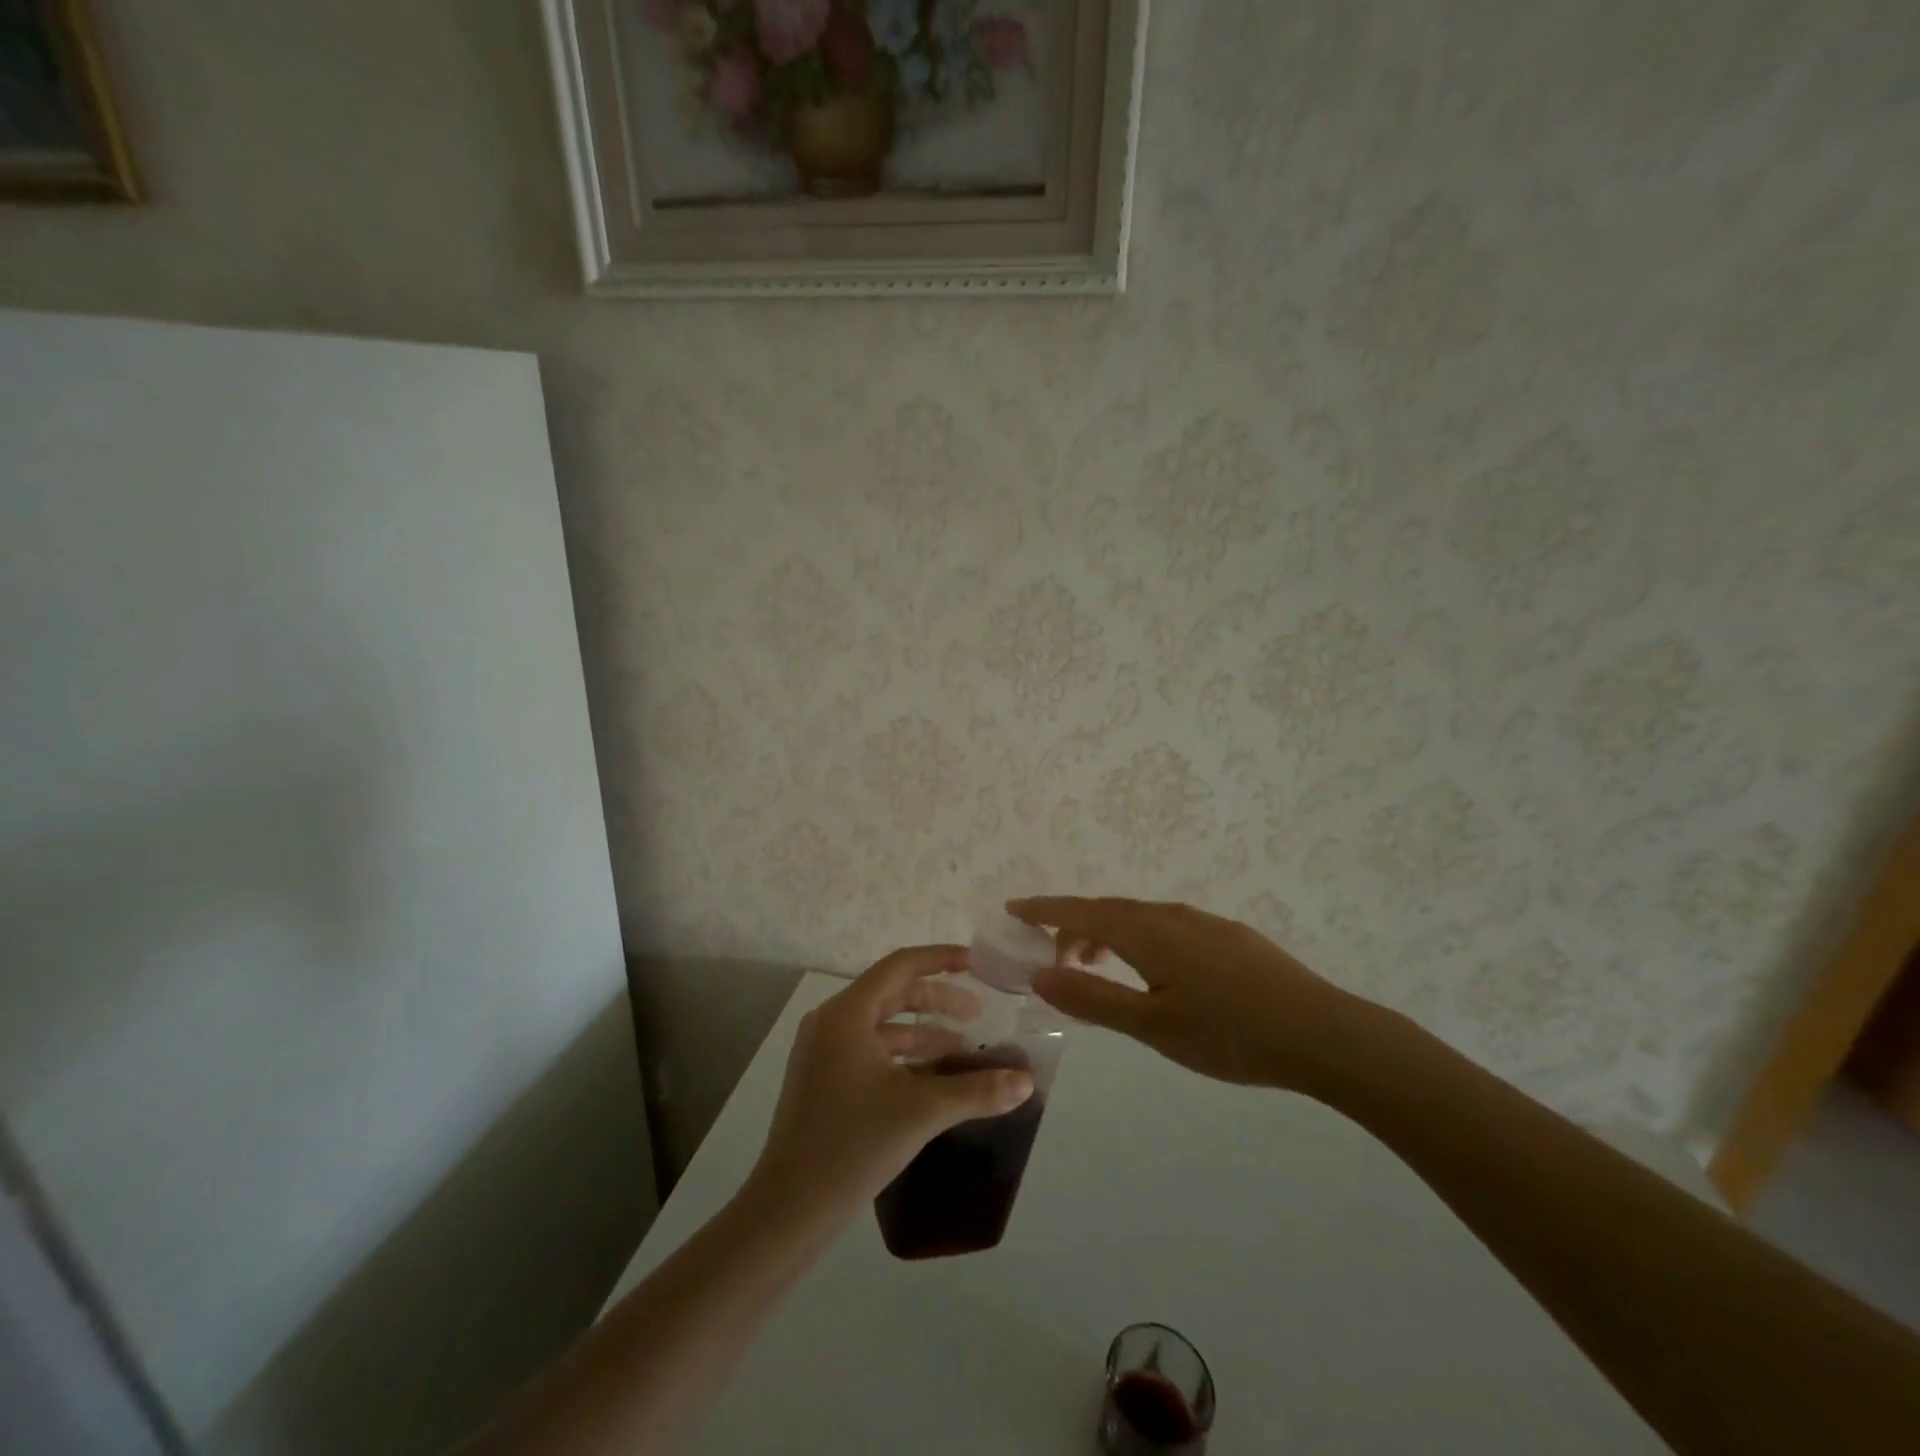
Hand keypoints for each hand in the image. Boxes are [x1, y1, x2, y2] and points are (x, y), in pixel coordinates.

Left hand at [748, 945, 1035, 1219]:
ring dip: (923, 1032)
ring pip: (881, 1025)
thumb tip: (1026, 1081)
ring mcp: (821, 1052)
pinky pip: (869, 1050)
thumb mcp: (922, 1111)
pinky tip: (932, 1079)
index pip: (900, 966)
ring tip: (963, 1050)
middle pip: (891, 993)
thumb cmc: (853, 1144)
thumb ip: (977, 1091)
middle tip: (977, 1014)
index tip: (977, 963)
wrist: (789, 1208)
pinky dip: (903, 1056)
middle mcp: (830, 1022)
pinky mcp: (821, 1079)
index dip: (941, 960)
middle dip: (937, 1000)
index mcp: (847, 1013)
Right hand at [1009, 897, 1373, 1097]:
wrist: (1324, 1034)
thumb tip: (1039, 973)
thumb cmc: (1230, 1035)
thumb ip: (1093, 998)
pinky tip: (1153, 971)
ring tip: (1098, 967)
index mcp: (1148, 932)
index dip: (1044, 909)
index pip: (1081, 911)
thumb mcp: (1152, 1025)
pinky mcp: (1229, 936)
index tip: (1012, 908)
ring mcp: (1204, 922)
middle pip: (1108, 910)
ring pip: (1139, 917)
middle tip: (1053, 959)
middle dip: (1073, 927)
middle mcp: (1172, 915)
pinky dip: (1139, 939)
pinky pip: (1166, 925)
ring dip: (1108, 934)